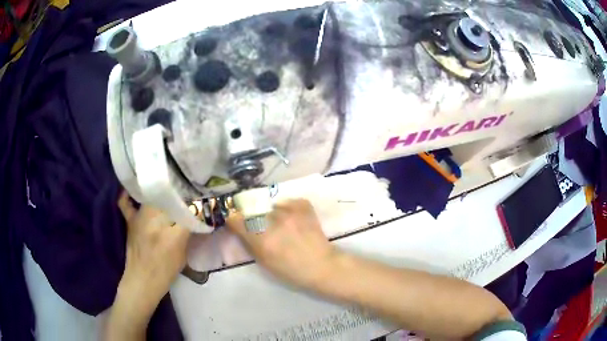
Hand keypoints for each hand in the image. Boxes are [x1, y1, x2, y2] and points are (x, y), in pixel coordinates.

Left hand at [115, 191, 190, 319]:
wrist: (142, 281)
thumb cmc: (166, 272)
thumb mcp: (183, 254)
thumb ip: (187, 233)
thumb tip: (194, 215)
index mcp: (174, 235)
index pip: (190, 211)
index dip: (197, 204)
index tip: (202, 200)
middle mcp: (157, 223)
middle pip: (171, 199)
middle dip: (180, 196)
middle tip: (185, 195)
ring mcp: (141, 219)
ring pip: (152, 197)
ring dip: (160, 194)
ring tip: (167, 190)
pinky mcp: (130, 221)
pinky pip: (126, 203)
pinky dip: (128, 197)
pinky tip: (133, 192)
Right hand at [226, 199, 338, 288]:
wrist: (322, 266)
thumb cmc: (291, 271)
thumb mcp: (264, 263)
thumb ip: (250, 244)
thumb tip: (241, 230)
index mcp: (260, 239)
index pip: (236, 219)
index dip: (235, 221)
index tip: (238, 223)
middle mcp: (272, 221)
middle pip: (253, 211)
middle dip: (254, 218)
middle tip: (263, 227)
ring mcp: (289, 211)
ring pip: (271, 207)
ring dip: (273, 214)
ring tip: (282, 224)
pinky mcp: (303, 206)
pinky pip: (288, 202)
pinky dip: (288, 209)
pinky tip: (293, 218)